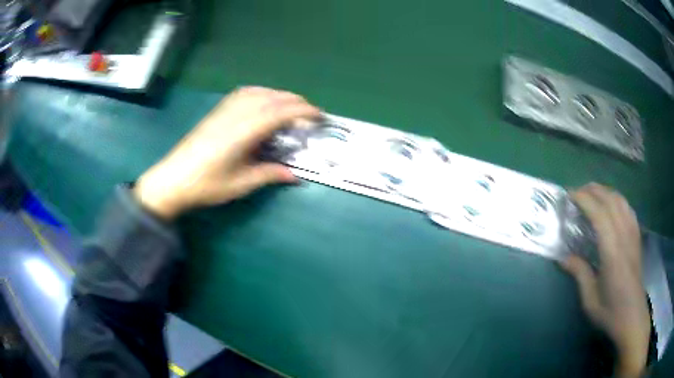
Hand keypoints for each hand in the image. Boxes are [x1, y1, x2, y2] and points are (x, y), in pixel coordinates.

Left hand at [133, 86, 319, 219]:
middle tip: (310, 114)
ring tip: (291, 107)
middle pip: (272, 98)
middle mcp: (236, 114)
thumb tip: (294, 175)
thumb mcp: (240, 184)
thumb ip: (269, 175)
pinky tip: (264, 103)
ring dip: (279, 95)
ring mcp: (225, 109)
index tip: (319, 116)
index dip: (303, 111)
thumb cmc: (205, 185)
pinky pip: (245, 93)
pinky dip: (262, 93)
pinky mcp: (218, 110)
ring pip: (259, 92)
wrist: (173, 178)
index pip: (280, 112)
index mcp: (244, 132)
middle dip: (296, 101)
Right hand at [561, 183, 649, 377]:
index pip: (600, 215)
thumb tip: (563, 258)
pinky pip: (628, 210)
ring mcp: (633, 235)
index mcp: (612, 253)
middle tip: (577, 192)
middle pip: (611, 201)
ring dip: (606, 192)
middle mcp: (625, 237)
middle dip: (593, 190)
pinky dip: (618, 200)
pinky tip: (612, 206)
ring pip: (621, 201)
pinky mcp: (637, 238)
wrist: (632, 317)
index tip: (570, 195)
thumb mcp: (590, 300)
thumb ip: (579, 274)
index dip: (584, 200)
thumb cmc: (610, 312)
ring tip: (593, 194)